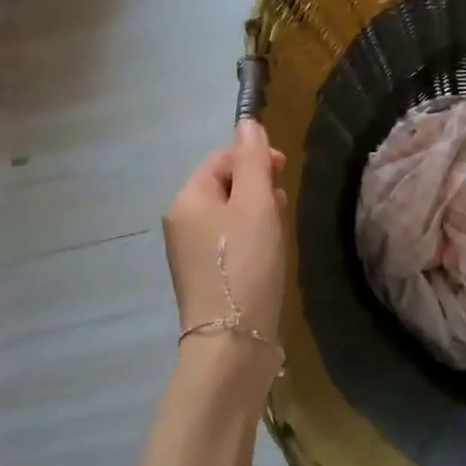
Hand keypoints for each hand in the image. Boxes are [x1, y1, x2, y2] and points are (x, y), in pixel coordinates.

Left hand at [163, 122, 287, 343]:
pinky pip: (229, 240)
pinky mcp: (206, 277)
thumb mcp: (255, 204)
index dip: (254, 157)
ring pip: (229, 214)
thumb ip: (252, 160)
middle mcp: (181, 223)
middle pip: (223, 185)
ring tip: (280, 228)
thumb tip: (246, 122)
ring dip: (257, 211)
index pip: (221, 158)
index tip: (285, 170)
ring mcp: (191, 253)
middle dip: (257, 185)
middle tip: (283, 203)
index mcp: (187, 200)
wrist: (232, 343)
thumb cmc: (245, 264)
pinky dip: (251, 237)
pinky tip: (269, 253)